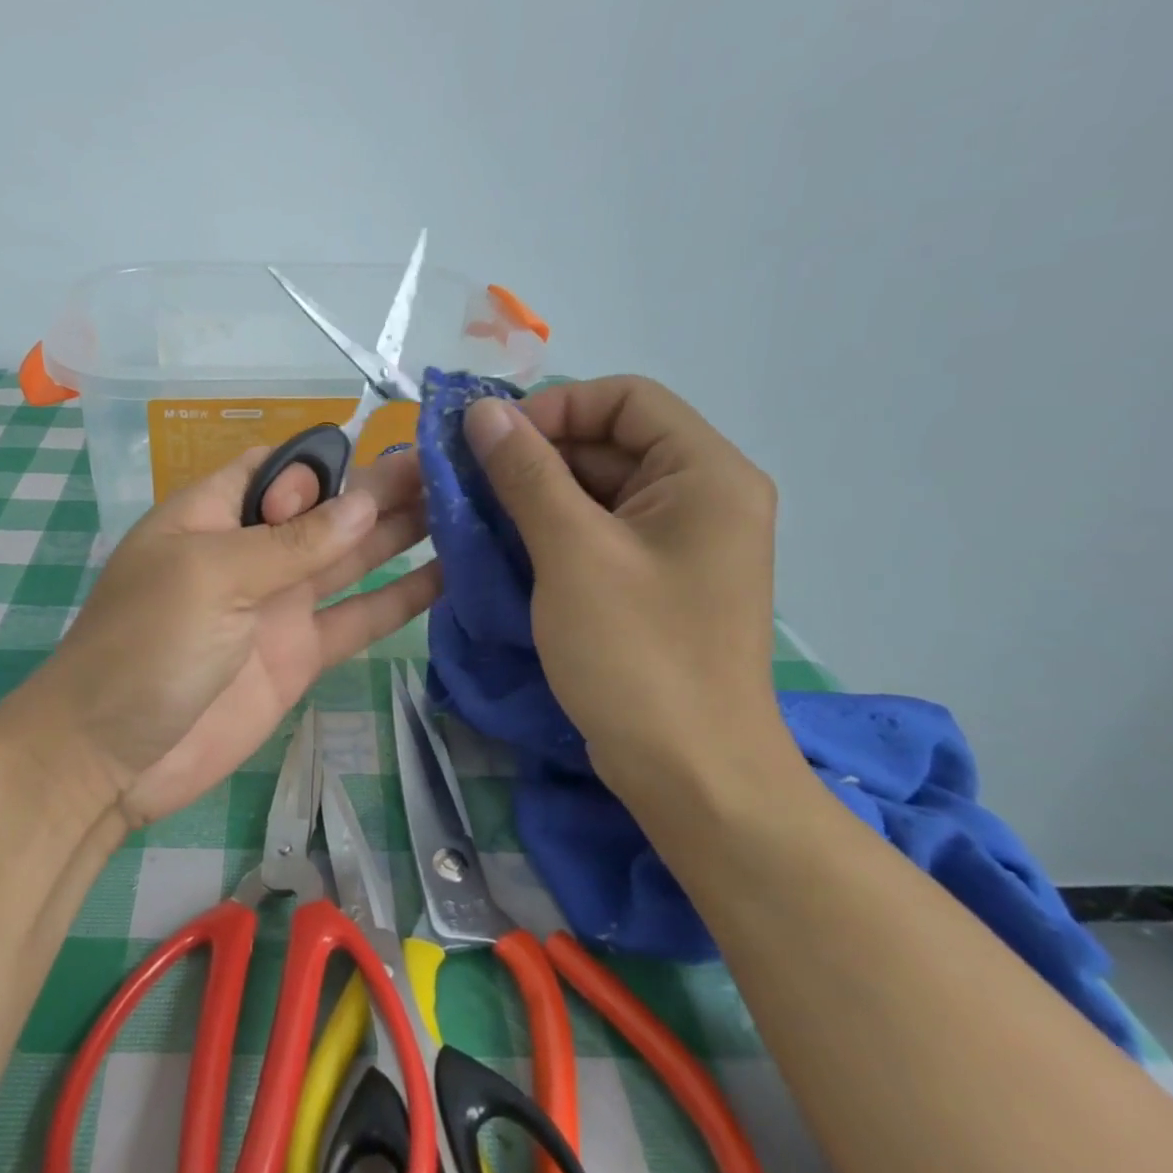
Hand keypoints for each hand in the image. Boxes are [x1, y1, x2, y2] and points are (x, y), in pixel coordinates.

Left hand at [15, 448, 438, 822]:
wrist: (112, 758)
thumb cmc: (146, 645)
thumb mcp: (212, 576)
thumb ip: (291, 542)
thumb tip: (364, 501)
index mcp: (213, 515)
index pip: (277, 467)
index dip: (325, 462)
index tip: (381, 456)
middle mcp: (251, 552)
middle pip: (324, 509)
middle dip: (379, 488)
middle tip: (449, 467)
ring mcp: (278, 605)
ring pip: (349, 558)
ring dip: (398, 533)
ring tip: (461, 508)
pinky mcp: (300, 655)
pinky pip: (358, 618)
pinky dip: (399, 600)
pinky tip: (447, 576)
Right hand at [462, 377, 787, 803]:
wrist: (690, 775)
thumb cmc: (637, 654)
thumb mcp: (572, 552)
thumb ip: (526, 473)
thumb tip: (484, 410)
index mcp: (705, 474)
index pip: (626, 398)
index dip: (556, 406)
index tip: (492, 441)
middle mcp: (701, 497)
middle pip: (610, 442)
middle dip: (536, 453)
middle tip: (467, 478)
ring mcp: (678, 543)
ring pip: (597, 489)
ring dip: (534, 493)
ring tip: (473, 512)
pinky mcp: (654, 580)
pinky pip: (597, 532)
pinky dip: (550, 530)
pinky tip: (501, 546)